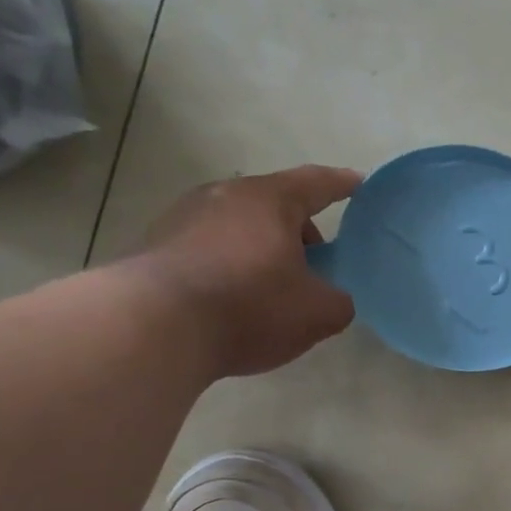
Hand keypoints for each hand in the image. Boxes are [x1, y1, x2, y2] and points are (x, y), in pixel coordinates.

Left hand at [134, 165, 359, 377]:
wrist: (152, 328)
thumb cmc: (249, 306)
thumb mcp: (319, 312)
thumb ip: (339, 301)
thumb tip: (332, 299)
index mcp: (269, 200)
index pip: (316, 183)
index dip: (342, 184)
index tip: (359, 184)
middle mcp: (223, 196)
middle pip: (274, 205)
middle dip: (300, 230)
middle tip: (317, 263)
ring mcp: (182, 218)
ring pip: (239, 227)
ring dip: (262, 249)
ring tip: (274, 287)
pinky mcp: (154, 247)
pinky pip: (209, 249)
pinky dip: (230, 266)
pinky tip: (235, 301)